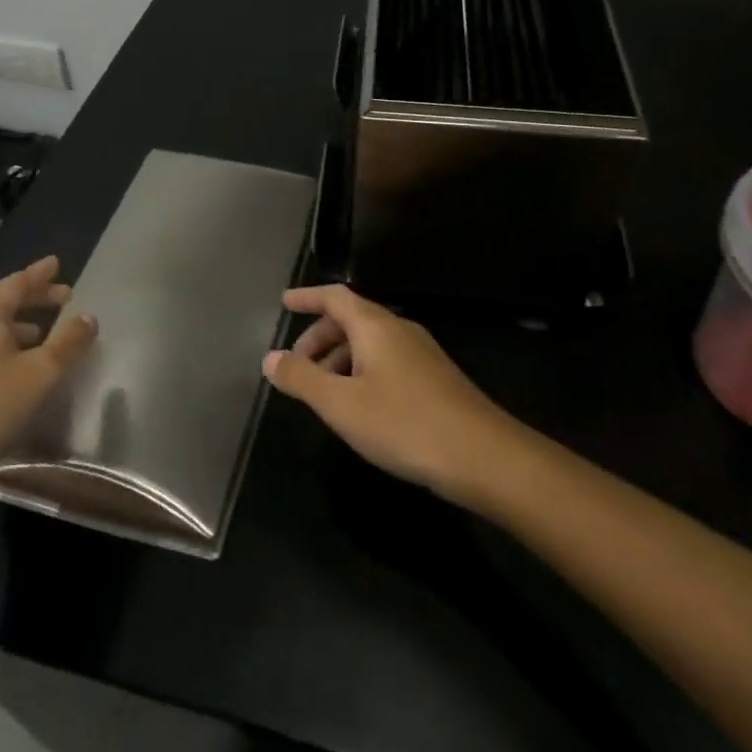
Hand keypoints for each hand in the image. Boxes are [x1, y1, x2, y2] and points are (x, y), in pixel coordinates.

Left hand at [0, 256, 97, 494]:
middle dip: (30, 296)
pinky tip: (16, 365)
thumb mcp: (40, 374)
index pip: (15, 282)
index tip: (56, 263)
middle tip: (60, 297)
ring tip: (43, 331)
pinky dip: (3, 343)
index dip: (38, 273)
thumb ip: (68, 342)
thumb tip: (88, 316)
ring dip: (17, 322)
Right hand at [262, 285, 519, 503]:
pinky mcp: (434, 377)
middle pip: (351, 318)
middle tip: (296, 364)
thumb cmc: (403, 423)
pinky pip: (386, 360)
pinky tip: (358, 406)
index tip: (285, 303)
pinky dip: (361, 370)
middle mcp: (399, 329)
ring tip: (322, 392)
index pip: (335, 297)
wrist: (481, 454)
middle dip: (319, 336)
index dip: (307, 298)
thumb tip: (270, 358)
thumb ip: (302, 379)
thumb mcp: (340, 404)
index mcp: (375, 325)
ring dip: (340, 357)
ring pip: (370, 342)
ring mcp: (421, 352)